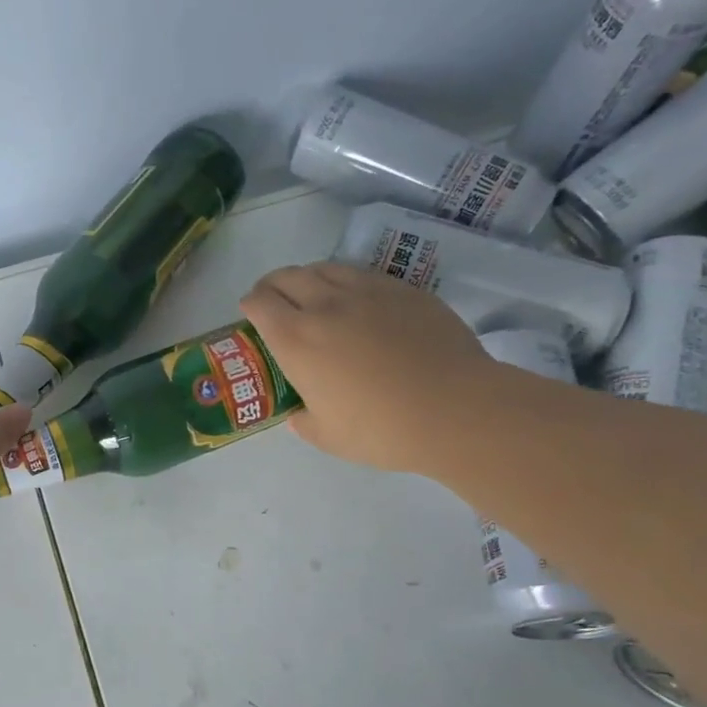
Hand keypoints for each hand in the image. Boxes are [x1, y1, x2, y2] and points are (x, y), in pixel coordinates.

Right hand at [242, 262, 491, 472]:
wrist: (456, 409)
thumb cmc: (382, 429)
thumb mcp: (328, 437)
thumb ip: (303, 421)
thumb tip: (298, 413)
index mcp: (296, 340)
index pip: (259, 304)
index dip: (249, 304)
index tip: (250, 313)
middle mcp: (324, 306)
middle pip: (287, 277)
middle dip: (272, 285)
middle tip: (274, 299)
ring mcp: (367, 292)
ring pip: (324, 268)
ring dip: (308, 277)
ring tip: (312, 293)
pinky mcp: (402, 290)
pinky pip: (362, 274)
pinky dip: (346, 281)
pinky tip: (355, 299)